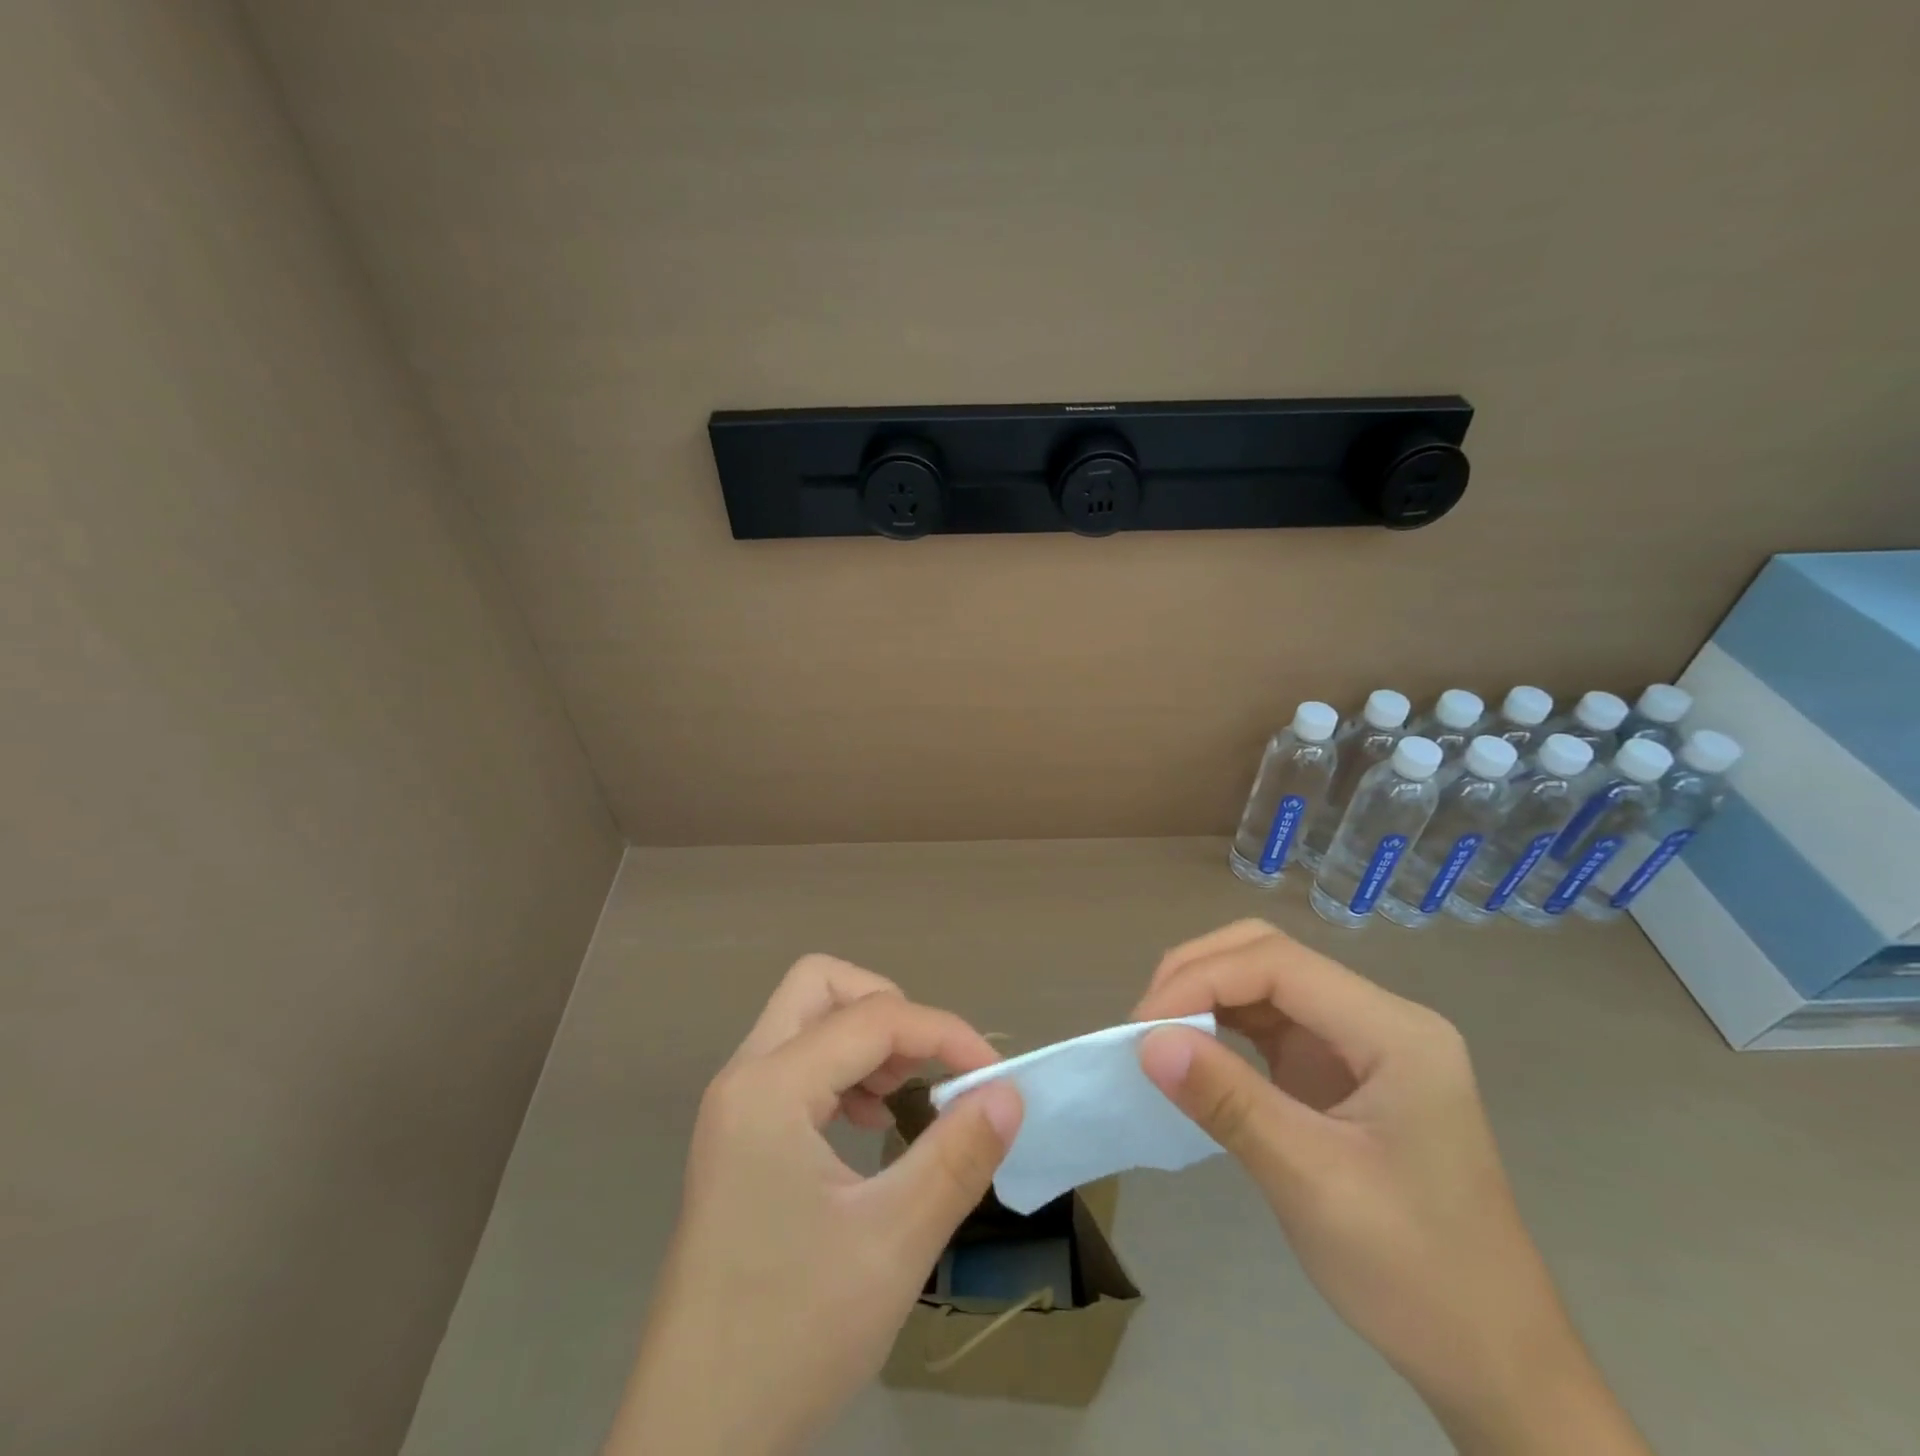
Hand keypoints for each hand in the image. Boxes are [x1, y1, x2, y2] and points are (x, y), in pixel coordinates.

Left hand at [603, 955, 1022, 1455]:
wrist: (695, 1441)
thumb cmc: (792, 1336)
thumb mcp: (894, 1242)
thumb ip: (958, 1155)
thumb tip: (1009, 1092)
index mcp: (769, 1088)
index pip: (873, 1017)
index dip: (943, 1032)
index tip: (993, 1077)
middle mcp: (743, 1078)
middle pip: (819, 985)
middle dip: (887, 1007)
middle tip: (927, 1066)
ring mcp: (733, 1107)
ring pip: (805, 1019)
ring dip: (864, 1037)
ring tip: (903, 1097)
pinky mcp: (736, 1137)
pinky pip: (795, 1063)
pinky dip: (841, 1070)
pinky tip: (869, 1125)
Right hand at [1133, 921, 1649, 1455]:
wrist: (1492, 1360)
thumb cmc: (1416, 1274)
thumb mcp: (1313, 1184)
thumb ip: (1229, 1102)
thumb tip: (1146, 1043)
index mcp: (1394, 1031)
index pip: (1278, 964)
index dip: (1201, 980)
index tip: (1142, 1028)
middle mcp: (1378, 1018)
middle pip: (1270, 954)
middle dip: (1198, 974)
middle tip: (1144, 1024)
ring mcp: (1359, 1041)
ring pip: (1264, 981)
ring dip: (1204, 995)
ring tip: (1156, 1035)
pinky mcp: (1338, 1068)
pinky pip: (1268, 1022)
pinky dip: (1221, 1026)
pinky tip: (1191, 1051)